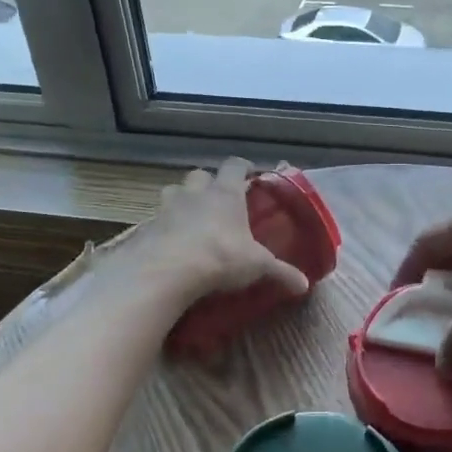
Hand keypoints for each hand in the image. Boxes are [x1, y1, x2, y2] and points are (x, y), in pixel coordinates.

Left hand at [127, 158, 309, 307]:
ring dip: (181, 200)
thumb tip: (305, 285)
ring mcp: (168, 207)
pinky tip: (169, 243)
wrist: (168, 270)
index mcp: (226, 193)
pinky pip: (156, 220)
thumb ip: (280, 272)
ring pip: (173, 191)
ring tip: (189, 218)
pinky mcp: (146, 227)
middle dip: (207, 183)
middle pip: (200, 175)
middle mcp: (196, 193)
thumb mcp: (256, 265)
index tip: (248, 173)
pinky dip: (163, 227)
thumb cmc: (220, 256)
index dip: (242, 167)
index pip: (234, 166)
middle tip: (216, 200)